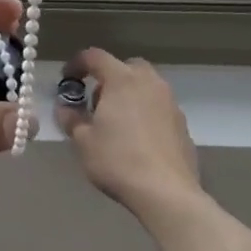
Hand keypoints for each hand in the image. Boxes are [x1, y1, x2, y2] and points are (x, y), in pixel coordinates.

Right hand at [55, 49, 202, 219]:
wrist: (167, 194)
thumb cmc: (118, 160)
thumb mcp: (82, 140)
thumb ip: (70, 117)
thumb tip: (66, 107)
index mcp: (122, 79)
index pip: (94, 56)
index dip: (76, 64)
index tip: (66, 80)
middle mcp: (149, 83)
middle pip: (126, 67)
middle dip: (108, 78)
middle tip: (96, 102)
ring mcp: (170, 104)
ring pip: (145, 86)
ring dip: (128, 95)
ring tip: (116, 123)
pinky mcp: (183, 125)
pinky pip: (158, 108)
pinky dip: (145, 113)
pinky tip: (137, 140)